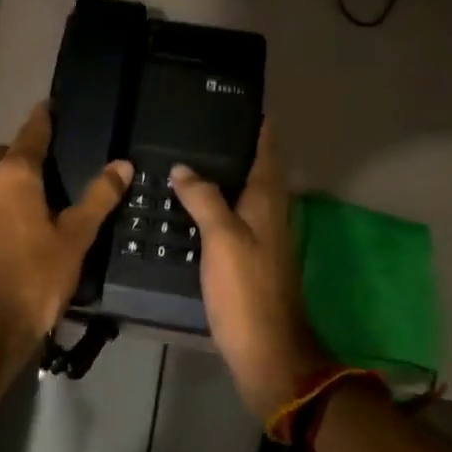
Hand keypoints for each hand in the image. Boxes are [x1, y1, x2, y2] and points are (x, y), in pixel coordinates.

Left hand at [0, 102, 130, 373]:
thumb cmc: (33, 280)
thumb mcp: (74, 239)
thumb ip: (98, 198)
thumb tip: (122, 164)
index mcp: (12, 174)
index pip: (32, 132)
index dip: (44, 117)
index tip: (51, 104)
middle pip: (3, 153)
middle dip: (22, 153)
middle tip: (47, 167)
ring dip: (3, 179)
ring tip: (28, 199)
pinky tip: (6, 227)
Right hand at [170, 122, 334, 422]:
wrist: (267, 352)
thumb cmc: (247, 290)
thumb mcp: (223, 238)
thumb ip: (204, 198)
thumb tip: (184, 167)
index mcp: (267, 200)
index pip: (266, 148)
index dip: (256, 123)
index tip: (235, 99)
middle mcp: (268, 212)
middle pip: (253, 167)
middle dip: (232, 143)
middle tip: (196, 124)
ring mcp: (259, 236)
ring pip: (239, 192)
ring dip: (220, 174)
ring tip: (184, 156)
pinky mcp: (247, 258)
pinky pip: (229, 216)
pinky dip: (211, 203)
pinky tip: (186, 205)